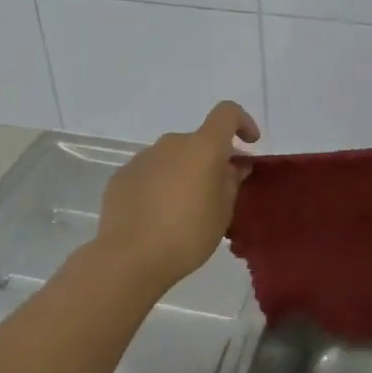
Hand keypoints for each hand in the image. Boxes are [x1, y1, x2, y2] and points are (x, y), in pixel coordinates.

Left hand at [93, 101, 259, 289]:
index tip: (249, 144)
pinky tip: (157, 215)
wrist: (129, 258)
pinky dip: (160, 184)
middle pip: (198, 141)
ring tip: (184, 208)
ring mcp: (143, 158)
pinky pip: (150, 172)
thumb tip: (234, 165)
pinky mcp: (121, 176)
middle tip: (218, 190)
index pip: (226, 114)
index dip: (242, 122)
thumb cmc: (187, 234)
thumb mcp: (222, 212)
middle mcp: (171, 144)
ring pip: (173, 157)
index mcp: (202, 147)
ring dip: (184, 172)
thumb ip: (231, 181)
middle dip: (211, 159)